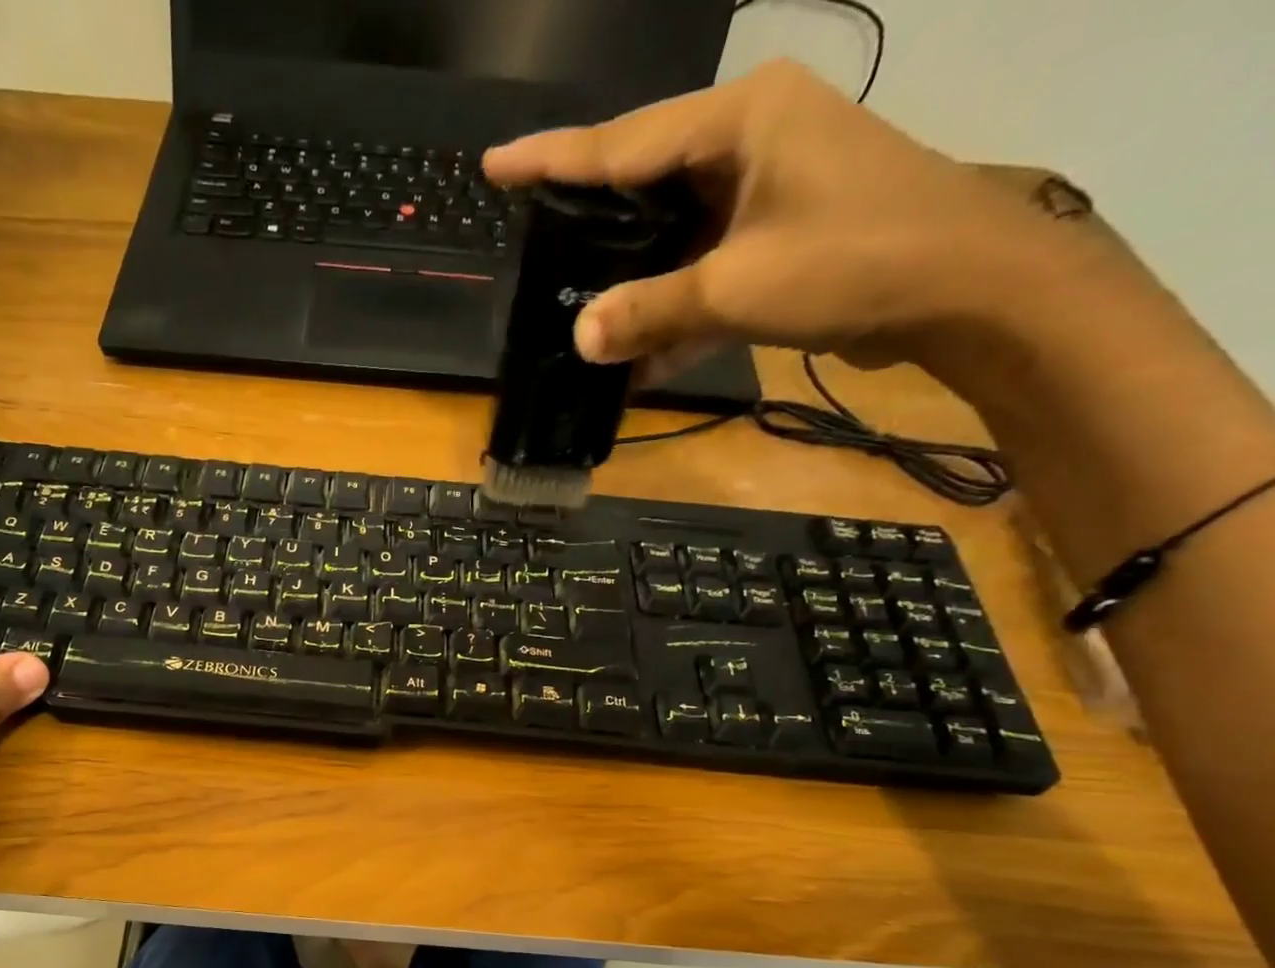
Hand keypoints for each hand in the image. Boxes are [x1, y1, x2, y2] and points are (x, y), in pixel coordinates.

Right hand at [483, 60, 1063, 379]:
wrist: (965, 289)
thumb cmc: (854, 262)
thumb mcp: (736, 288)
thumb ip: (649, 312)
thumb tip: (578, 336)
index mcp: (740, 119)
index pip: (622, 141)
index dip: (552, 159)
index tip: (495, 164)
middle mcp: (750, 137)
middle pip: (643, 178)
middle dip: (588, 217)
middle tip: (530, 241)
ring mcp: (766, 184)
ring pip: (670, 228)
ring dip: (628, 276)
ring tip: (571, 302)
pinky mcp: (777, 230)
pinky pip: (701, 262)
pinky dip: (671, 305)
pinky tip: (635, 356)